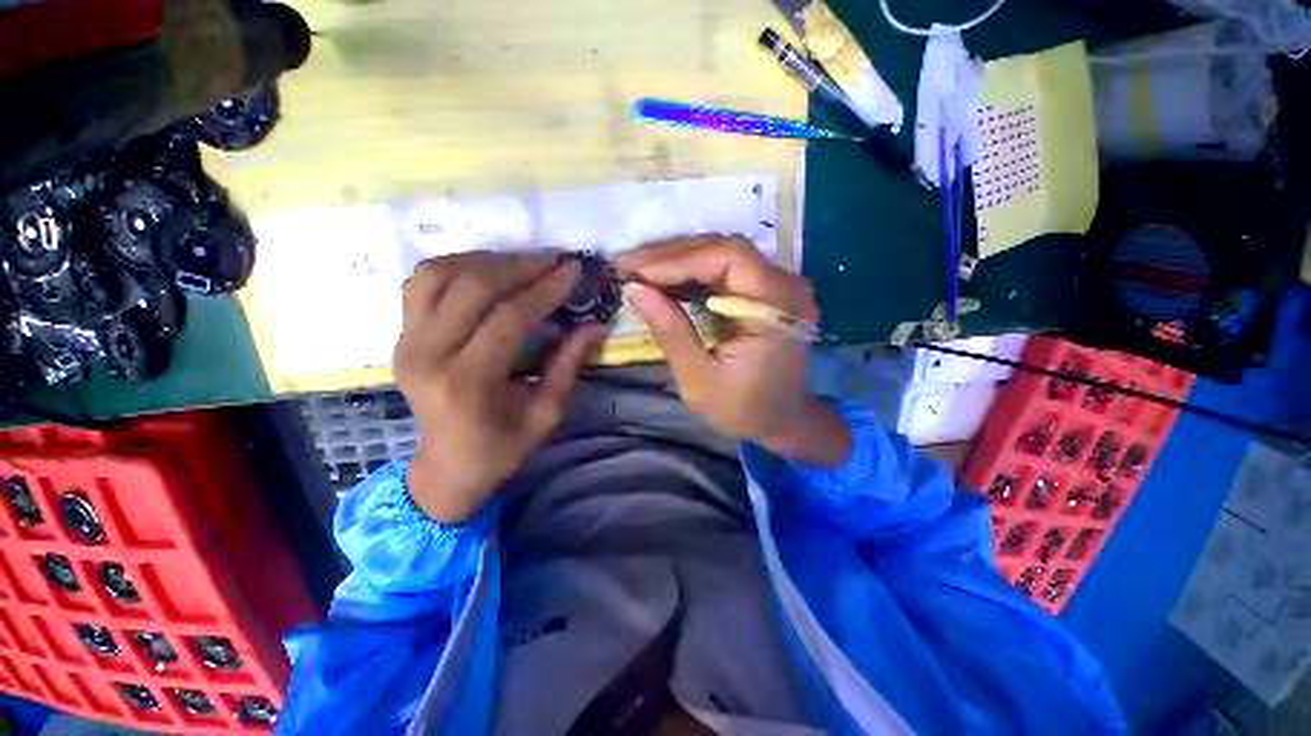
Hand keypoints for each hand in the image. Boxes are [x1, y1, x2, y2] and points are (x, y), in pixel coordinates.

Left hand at [394, 252, 602, 522]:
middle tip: (554, 260)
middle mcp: (428, 355)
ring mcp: (407, 342)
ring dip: (487, 260)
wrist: (446, 466)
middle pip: (472, 286)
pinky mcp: (401, 336)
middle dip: (520, 265)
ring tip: (523, 263)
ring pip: (439, 274)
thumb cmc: (502, 448)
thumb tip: (596, 325)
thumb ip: (569, 364)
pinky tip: (487, 272)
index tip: (572, 270)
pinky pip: (421, 283)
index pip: (509, 317)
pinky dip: (456, 267)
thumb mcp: (546, 413)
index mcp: (469, 383)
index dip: (545, 289)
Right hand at [617, 237, 849, 465]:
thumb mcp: (699, 379)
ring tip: (638, 269)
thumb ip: (671, 332)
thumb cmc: (743, 407)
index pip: (727, 257)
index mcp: (775, 306)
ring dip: (678, 259)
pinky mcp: (766, 289)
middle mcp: (784, 284)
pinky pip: (725, 268)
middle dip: (671, 255)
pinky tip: (663, 278)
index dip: (677, 259)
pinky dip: (691, 270)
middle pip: (724, 247)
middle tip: (627, 265)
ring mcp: (778, 284)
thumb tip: (635, 291)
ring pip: (722, 252)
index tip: (634, 271)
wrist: (781, 418)